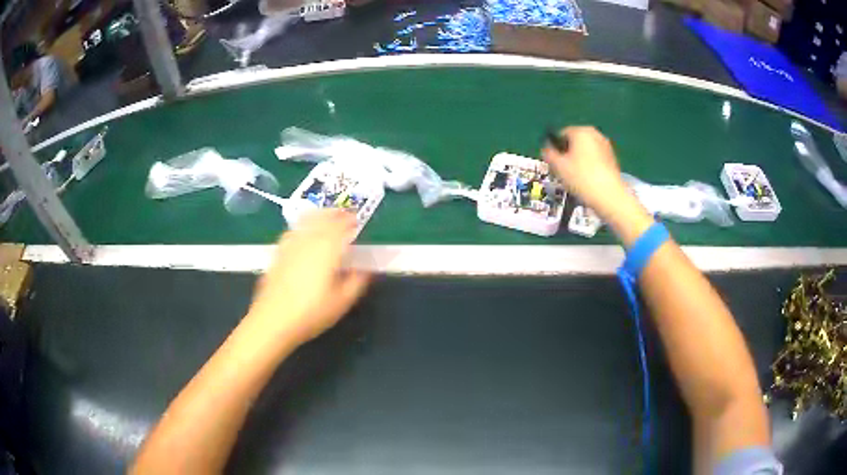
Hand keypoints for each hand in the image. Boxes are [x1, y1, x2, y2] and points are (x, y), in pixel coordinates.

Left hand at [246, 210, 370, 347]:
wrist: (273, 320)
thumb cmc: (311, 313)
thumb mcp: (342, 302)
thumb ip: (357, 282)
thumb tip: (367, 269)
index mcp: (327, 249)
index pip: (340, 225)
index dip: (350, 220)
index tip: (357, 220)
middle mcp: (308, 240)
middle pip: (321, 218)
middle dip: (334, 213)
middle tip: (343, 215)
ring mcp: (290, 245)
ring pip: (305, 222)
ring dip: (317, 216)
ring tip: (324, 218)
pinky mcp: (278, 254)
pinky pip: (293, 232)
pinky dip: (302, 227)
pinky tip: (302, 235)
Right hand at [542, 127, 631, 215]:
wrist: (609, 196)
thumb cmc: (582, 178)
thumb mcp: (559, 167)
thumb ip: (548, 154)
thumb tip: (546, 148)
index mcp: (580, 131)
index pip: (561, 134)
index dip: (554, 149)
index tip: (553, 163)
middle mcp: (594, 133)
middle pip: (574, 141)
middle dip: (567, 154)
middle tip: (562, 171)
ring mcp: (605, 145)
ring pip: (585, 150)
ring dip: (578, 160)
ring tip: (574, 177)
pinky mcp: (612, 158)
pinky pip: (595, 158)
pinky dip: (589, 165)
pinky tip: (587, 179)